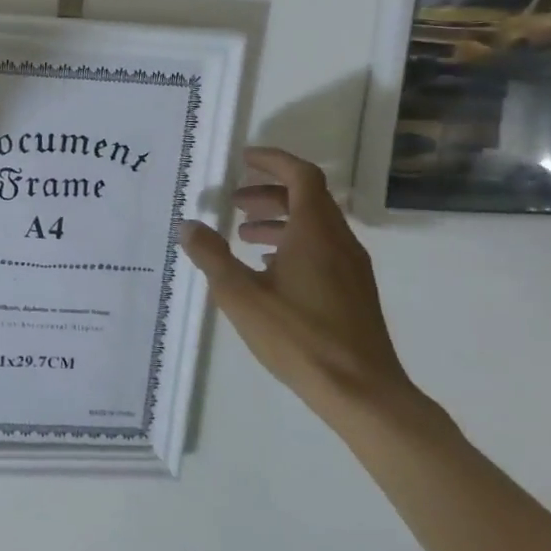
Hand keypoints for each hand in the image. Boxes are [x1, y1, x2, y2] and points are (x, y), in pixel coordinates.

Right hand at [179, 147, 415, 422]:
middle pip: (308, 197)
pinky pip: (323, 248)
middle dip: (269, 191)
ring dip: (280, 218)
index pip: (301, 175)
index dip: (273, 160)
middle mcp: (339, 241)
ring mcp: (351, 267)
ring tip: (244, 235)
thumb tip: (188, 225)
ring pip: (316, 224)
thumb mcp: (240, 296)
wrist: (363, 393)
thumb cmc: (299, 337)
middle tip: (235, 202)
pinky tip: (269, 269)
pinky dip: (294, 242)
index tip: (244, 158)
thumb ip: (211, 256)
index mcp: (315, 232)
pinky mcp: (354, 291)